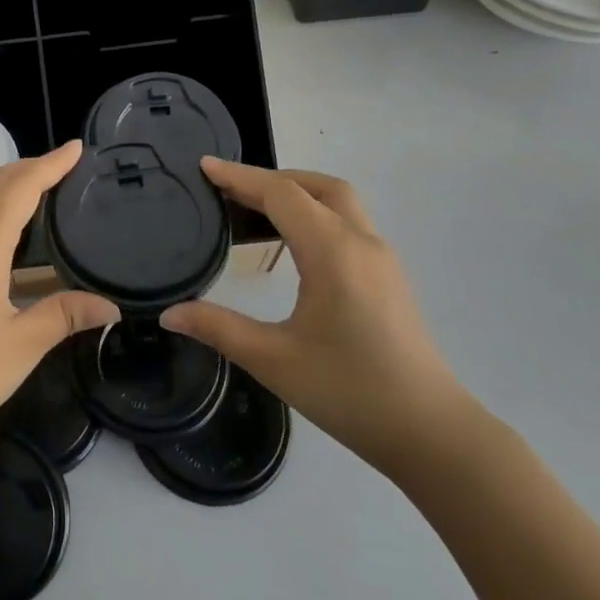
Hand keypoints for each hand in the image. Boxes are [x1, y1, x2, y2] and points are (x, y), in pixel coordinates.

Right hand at [161, 159, 473, 476]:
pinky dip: (314, 214)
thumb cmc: (350, 392)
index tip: (204, 166)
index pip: (281, 194)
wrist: (431, 433)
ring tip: (252, 211)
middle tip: (227, 190)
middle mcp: (361, 242)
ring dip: (296, 194)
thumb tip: (168, 314)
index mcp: (333, 252)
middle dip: (270, 179)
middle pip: (316, 185)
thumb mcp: (274, 360)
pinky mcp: (388, 276)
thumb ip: (218, 328)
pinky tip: (291, 245)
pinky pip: (348, 223)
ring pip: (338, 201)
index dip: (239, 177)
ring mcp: (381, 258)